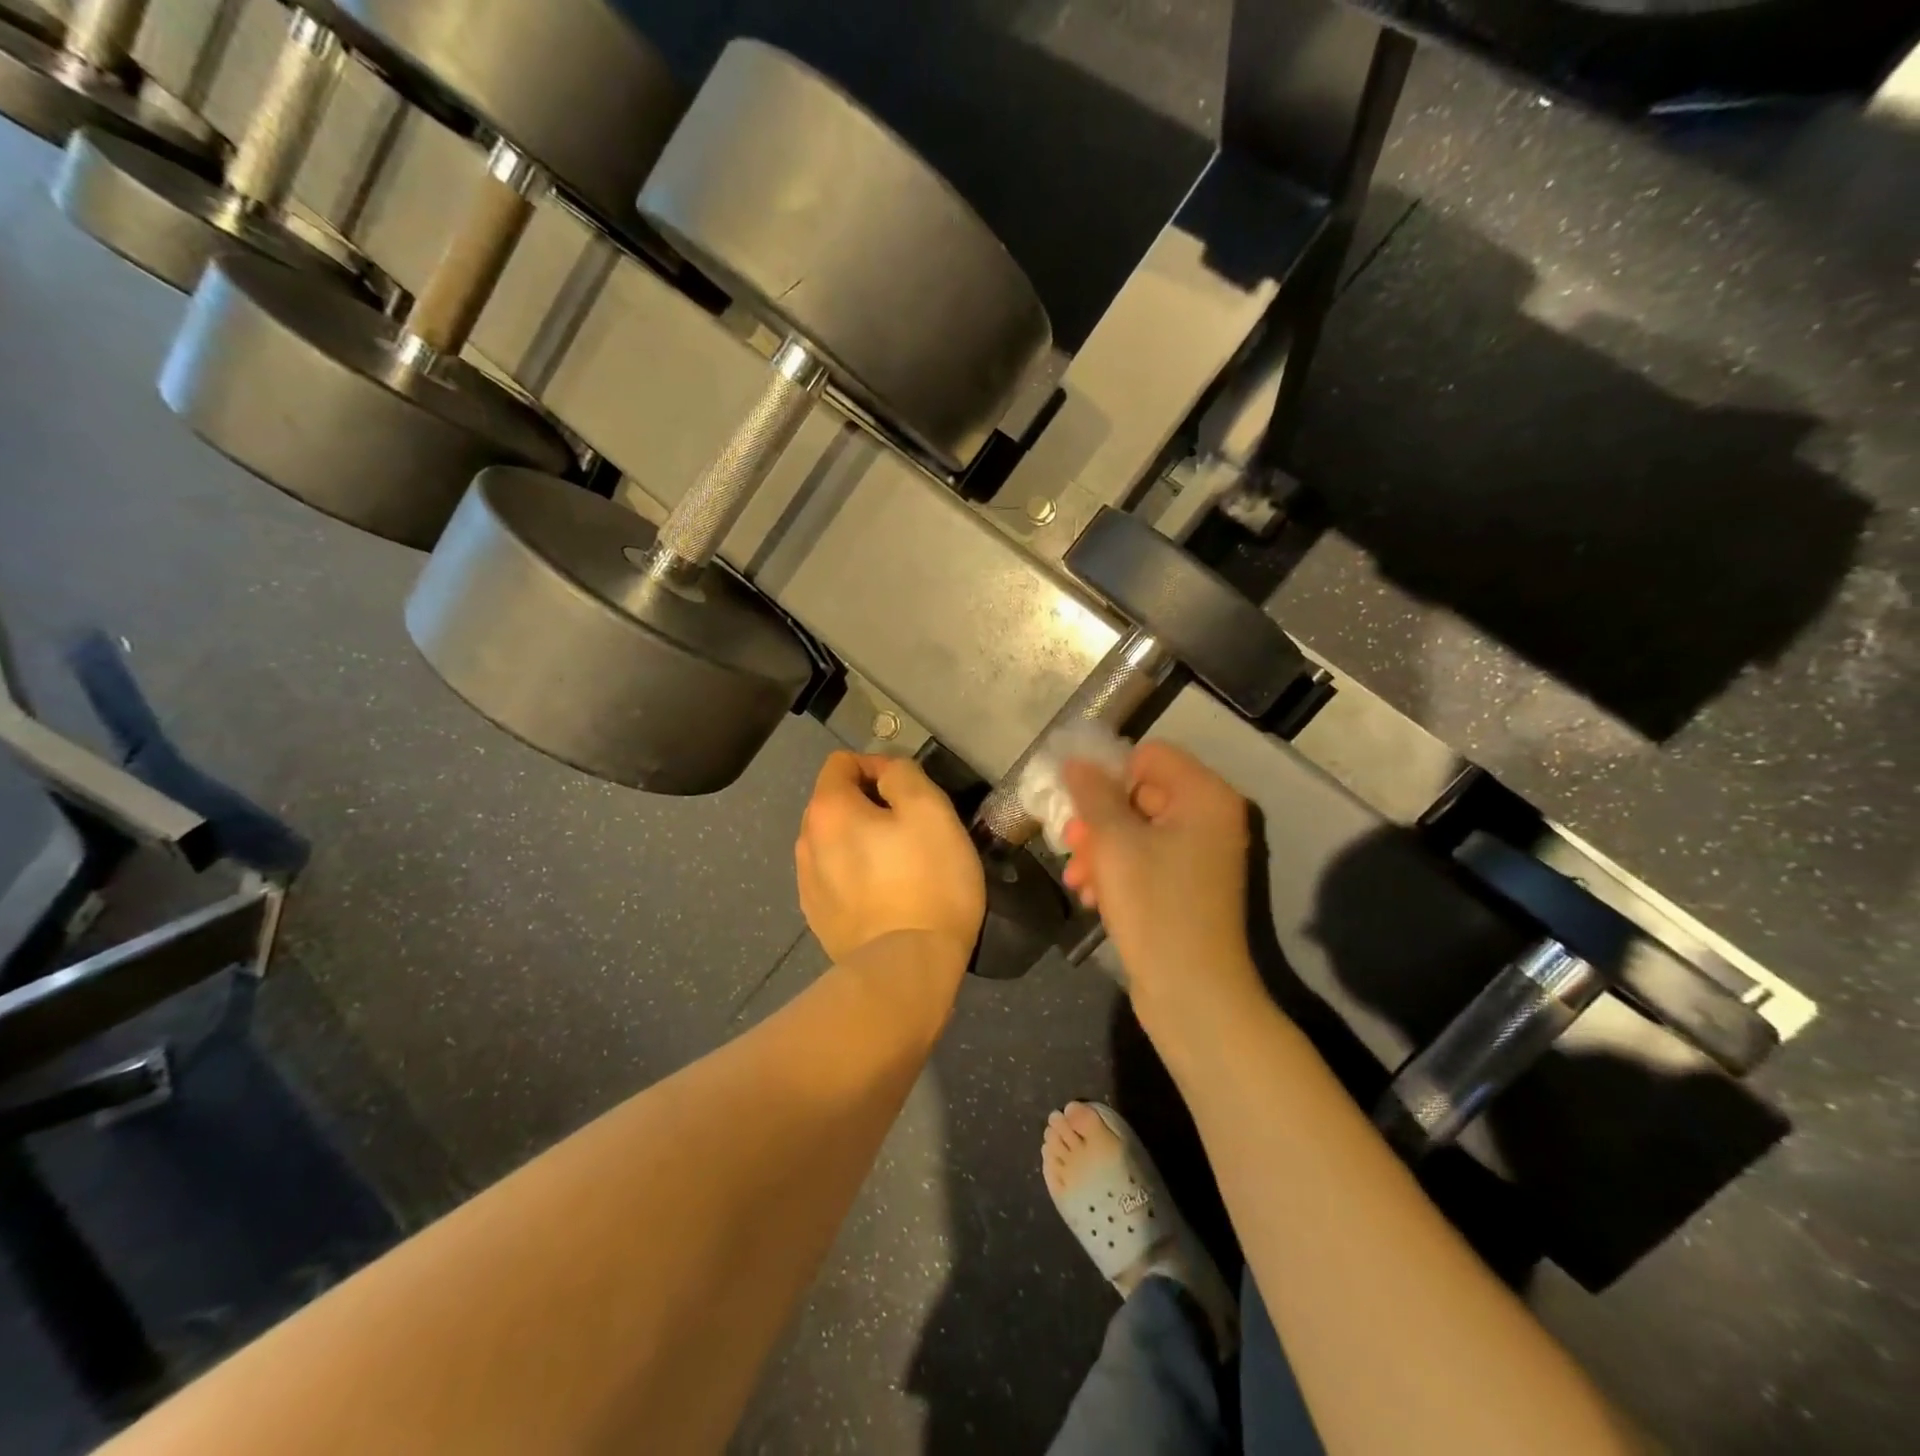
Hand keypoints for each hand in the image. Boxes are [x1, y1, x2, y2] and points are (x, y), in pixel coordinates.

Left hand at [796, 752, 985, 968]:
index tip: (911, 795)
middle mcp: (806, 842)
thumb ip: (903, 774)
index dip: (878, 766)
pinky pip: (836, 877)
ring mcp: (808, 884)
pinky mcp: (818, 918)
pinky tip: (886, 896)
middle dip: (870, 805)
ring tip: (900, 865)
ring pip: (835, 842)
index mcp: (828, 810)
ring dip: (862, 841)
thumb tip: (885, 772)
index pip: (842, 762)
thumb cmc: (928, 882)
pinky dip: (857, 875)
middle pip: (836, 802)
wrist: (907, 970)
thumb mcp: (931, 810)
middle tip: (912, 829)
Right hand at [1062, 742, 1256, 1005]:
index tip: (1079, 804)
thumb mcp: (1114, 842)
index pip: (1149, 756)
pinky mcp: (1188, 887)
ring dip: (1101, 850)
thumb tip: (1076, 761)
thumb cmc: (1155, 906)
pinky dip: (1117, 872)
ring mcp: (1201, 855)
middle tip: (1070, 845)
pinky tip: (1091, 897)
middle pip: (1141, 794)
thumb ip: (1092, 794)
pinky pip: (1146, 861)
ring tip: (1077, 879)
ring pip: (1137, 831)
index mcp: (1204, 796)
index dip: (1110, 774)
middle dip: (1099, 819)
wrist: (1192, 992)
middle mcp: (1209, 819)